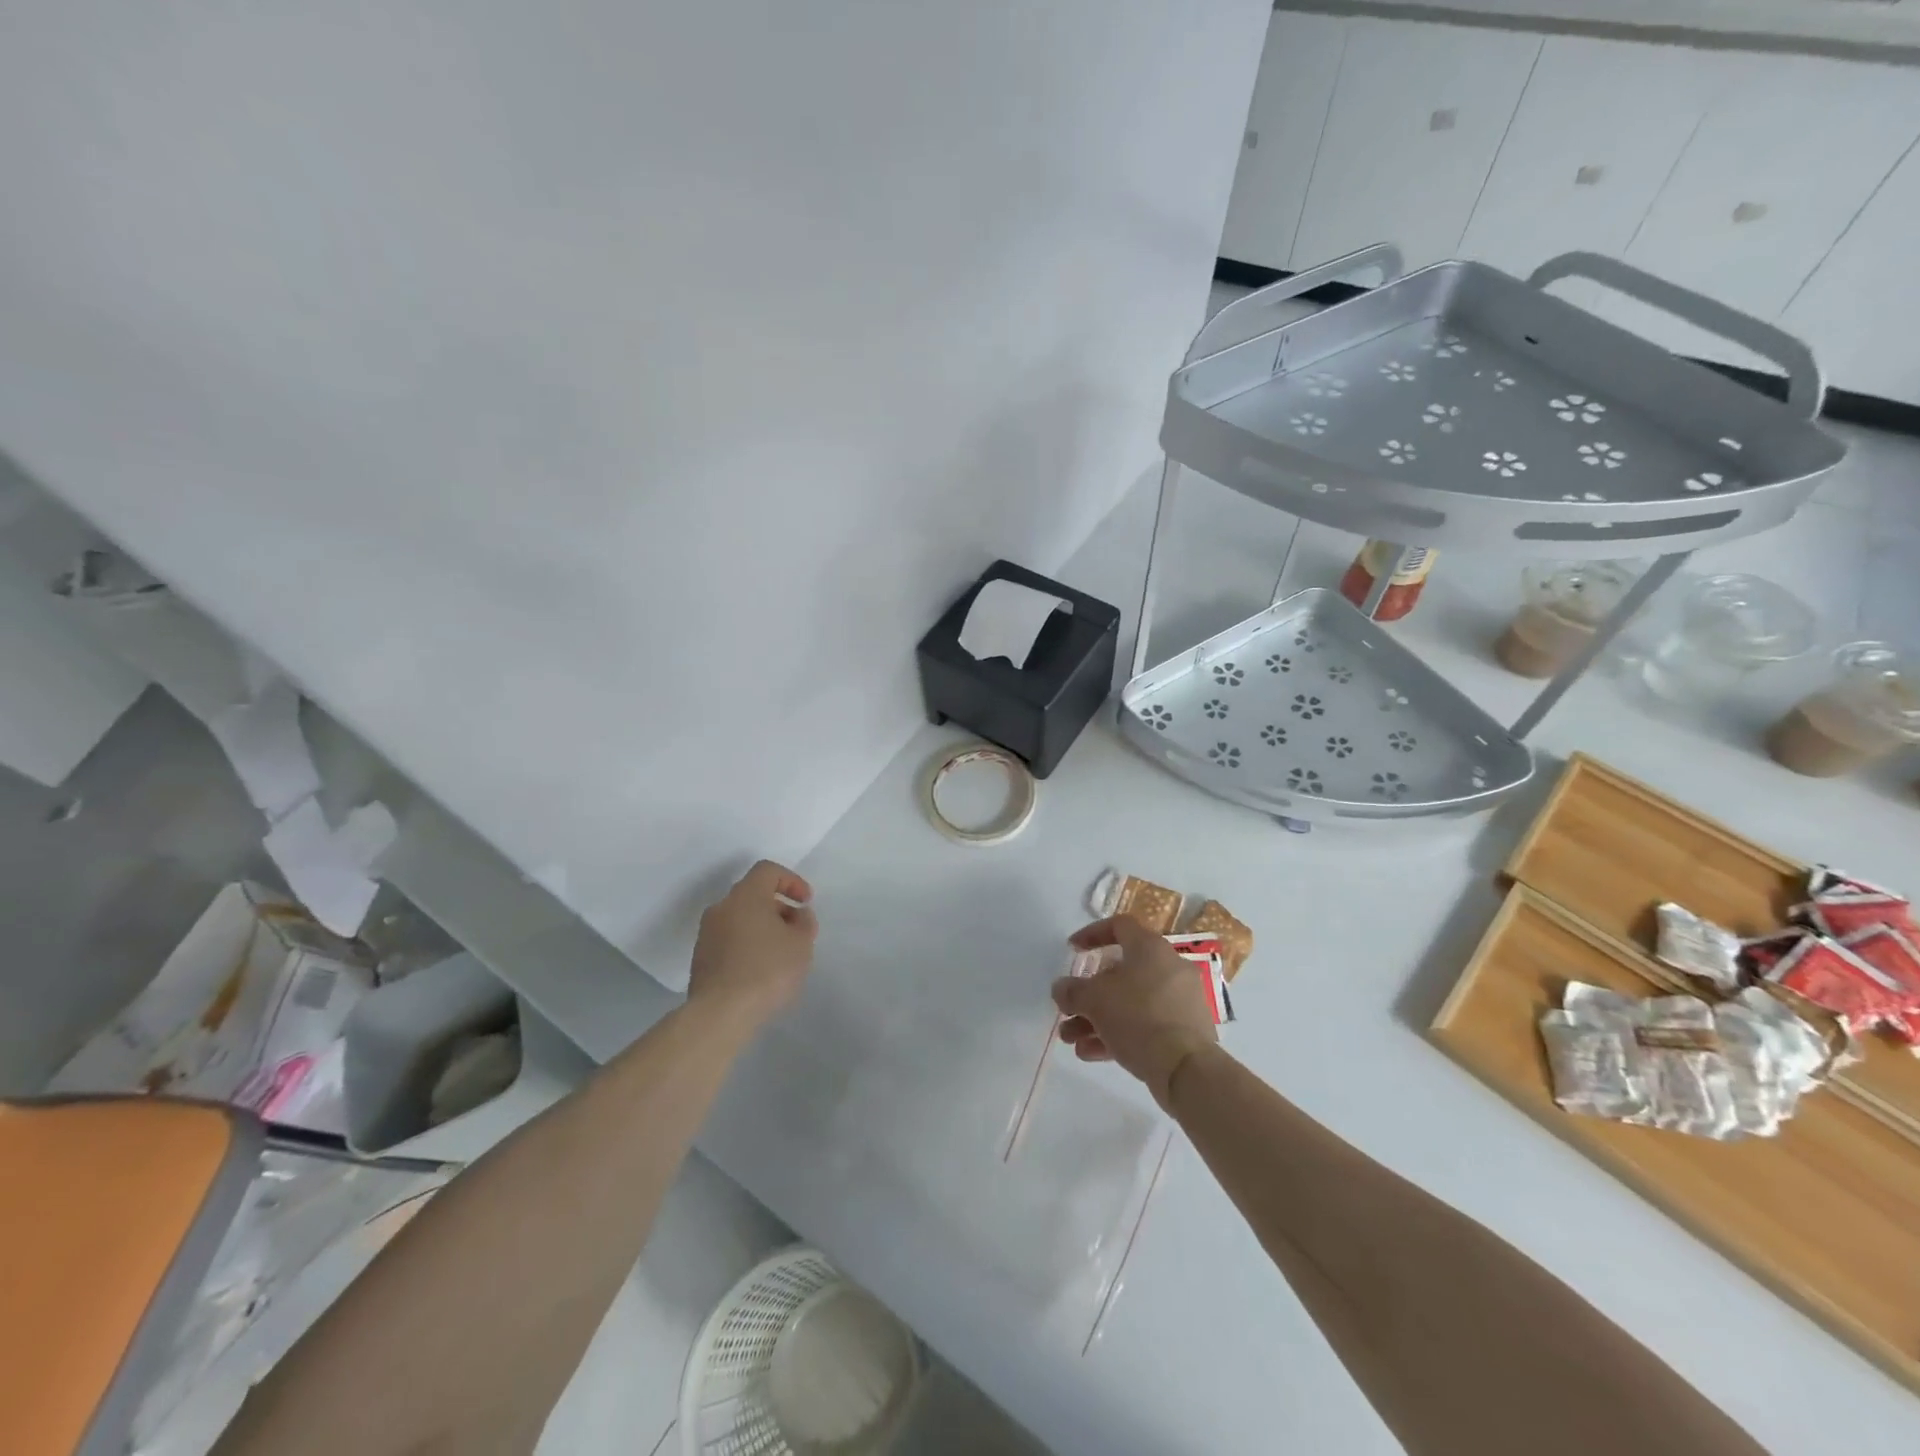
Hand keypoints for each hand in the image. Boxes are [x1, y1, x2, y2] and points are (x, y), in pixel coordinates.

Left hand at [687, 861, 817, 1028]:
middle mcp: (722, 908)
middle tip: (797, 932)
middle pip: (753, 895)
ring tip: (782, 955)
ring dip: (763, 928)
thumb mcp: (801, 943)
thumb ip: (804, 922)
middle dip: (779, 908)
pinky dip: (748, 946)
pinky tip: (761, 971)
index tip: (806, 902)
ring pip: (740, 919)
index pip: (768, 871)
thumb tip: (796, 915)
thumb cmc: (767, 970)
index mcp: (746, 896)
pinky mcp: (701, 959)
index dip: (791, 880)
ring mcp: (707, 934)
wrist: (720, 1014)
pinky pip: (730, 941)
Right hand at [1052, 915, 1218, 1108]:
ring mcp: (1179, 1001)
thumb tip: (1062, 988)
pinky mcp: (1184, 1032)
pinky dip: (1117, 1034)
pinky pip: (1145, 1025)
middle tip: (1067, 1010)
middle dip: (1088, 994)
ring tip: (1071, 1040)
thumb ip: (1072, 991)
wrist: (1186, 1068)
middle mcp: (1168, 968)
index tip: (1072, 950)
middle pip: (1120, 973)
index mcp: (1150, 948)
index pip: (1119, 926)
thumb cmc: (1138, 1017)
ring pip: (1130, 1003)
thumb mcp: (1094, 1000)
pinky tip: (1089, 1053)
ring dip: (1096, 1019)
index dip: (1092, 934)